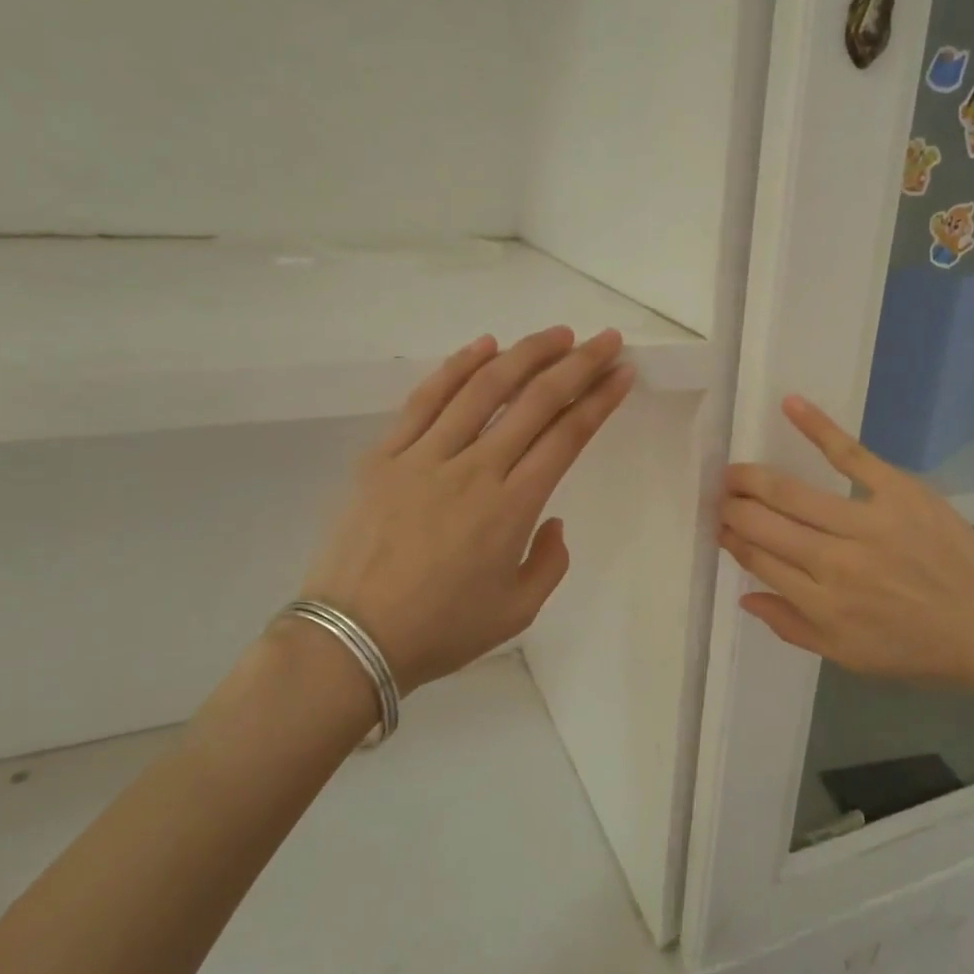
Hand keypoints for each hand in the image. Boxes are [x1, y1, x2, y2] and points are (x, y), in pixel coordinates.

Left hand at [302, 326, 633, 689]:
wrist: (351, 639)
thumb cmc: (441, 630)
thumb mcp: (517, 611)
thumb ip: (549, 562)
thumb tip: (551, 520)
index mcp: (512, 507)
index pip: (567, 436)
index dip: (599, 399)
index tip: (622, 372)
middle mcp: (475, 469)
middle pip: (535, 402)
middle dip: (577, 364)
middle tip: (605, 339)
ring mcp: (425, 456)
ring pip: (483, 389)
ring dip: (525, 354)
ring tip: (556, 334)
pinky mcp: (385, 455)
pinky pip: (425, 399)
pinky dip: (457, 367)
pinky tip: (484, 346)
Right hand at [719, 396, 973, 693]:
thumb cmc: (918, 650)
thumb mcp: (848, 658)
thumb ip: (791, 626)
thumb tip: (744, 596)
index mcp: (820, 603)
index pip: (758, 560)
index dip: (733, 540)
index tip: (721, 526)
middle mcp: (834, 561)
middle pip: (765, 524)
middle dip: (733, 507)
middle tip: (719, 495)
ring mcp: (866, 522)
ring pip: (791, 492)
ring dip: (753, 479)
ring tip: (733, 470)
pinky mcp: (899, 491)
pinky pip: (850, 455)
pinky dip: (818, 427)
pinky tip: (790, 404)